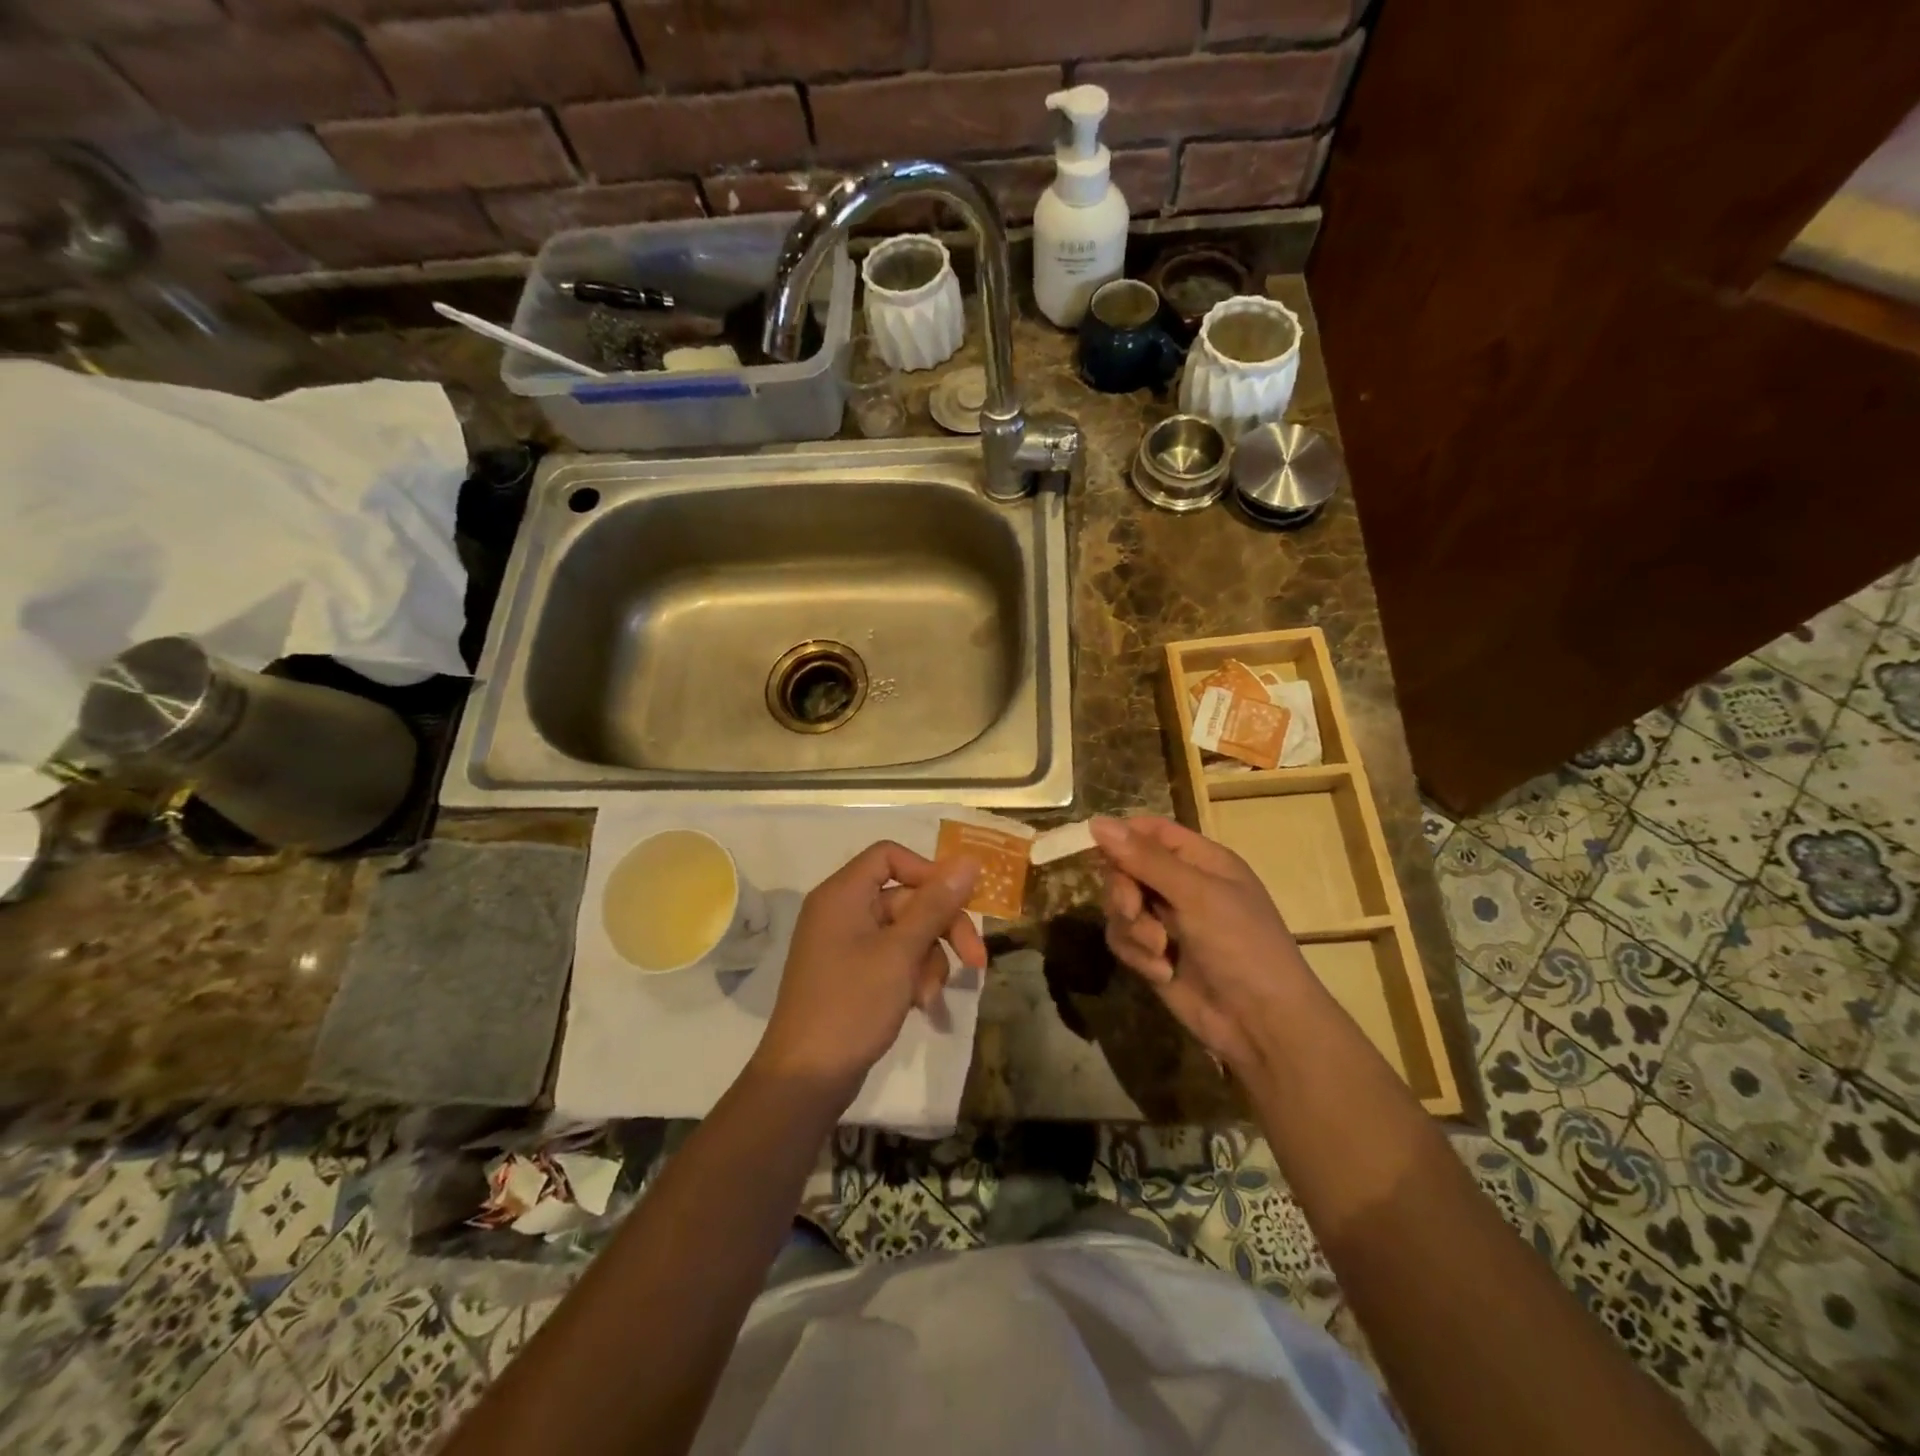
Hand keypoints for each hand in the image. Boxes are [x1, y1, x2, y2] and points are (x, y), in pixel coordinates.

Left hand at [753, 841, 984, 1095]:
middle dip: (942, 927)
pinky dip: (912, 975)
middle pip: (906, 898)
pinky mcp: (852, 975)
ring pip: (906, 932)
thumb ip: (935, 905)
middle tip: (976, 959)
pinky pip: (893, 958)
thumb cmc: (852, 1005)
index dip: (927, 872)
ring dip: (929, 958)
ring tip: (931, 995)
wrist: (806, 1079)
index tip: (958, 900)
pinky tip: (922, 1003)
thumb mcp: (901, 952)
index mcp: (843, 894)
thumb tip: (969, 860)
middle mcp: (842, 912)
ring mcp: (846, 945)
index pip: (889, 856)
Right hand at [1091, 815, 1314, 1074]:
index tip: (1099, 849)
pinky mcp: (1153, 953)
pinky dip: (1137, 954)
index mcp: (1201, 860)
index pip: (1150, 831)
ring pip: (1118, 905)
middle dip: (1123, 891)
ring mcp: (1165, 920)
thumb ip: (1145, 859)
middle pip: (1125, 867)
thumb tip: (1096, 821)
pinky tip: (1162, 972)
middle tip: (1132, 910)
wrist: (1262, 1024)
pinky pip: (1123, 939)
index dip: (1122, 836)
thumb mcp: (1196, 896)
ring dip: (1132, 928)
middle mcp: (1180, 884)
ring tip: (1158, 950)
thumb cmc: (1242, 946)